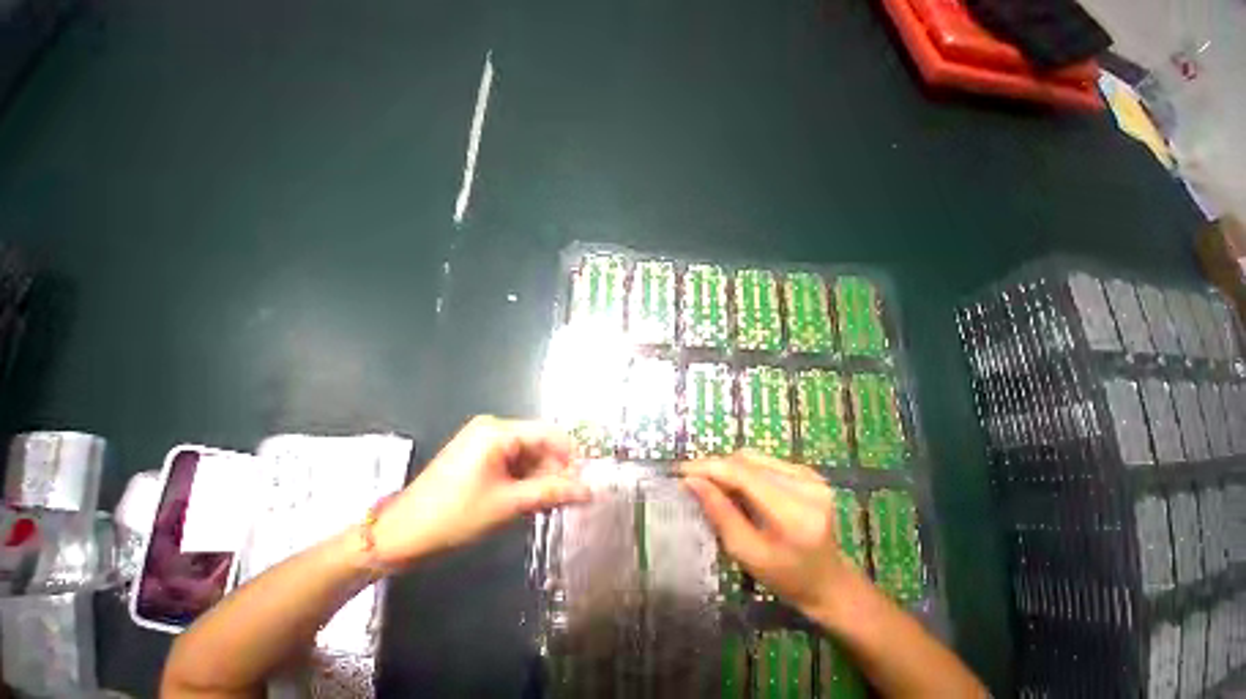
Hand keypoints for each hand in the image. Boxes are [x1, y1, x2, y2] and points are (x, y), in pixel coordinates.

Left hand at [371, 416, 590, 565]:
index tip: (587, 486)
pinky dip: (522, 483)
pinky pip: (509, 466)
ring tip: (546, 508)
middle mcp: (489, 430)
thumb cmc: (458, 515)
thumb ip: (552, 493)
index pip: (550, 434)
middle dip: (555, 472)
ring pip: (525, 458)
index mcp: (496, 432)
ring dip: (539, 481)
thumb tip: (589, 490)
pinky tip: (526, 505)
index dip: (572, 459)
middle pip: (538, 444)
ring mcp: (479, 445)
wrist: (411, 530)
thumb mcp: (509, 504)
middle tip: (569, 503)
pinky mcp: (474, 462)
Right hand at [681, 451, 858, 616]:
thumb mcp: (747, 553)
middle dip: (717, 468)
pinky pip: (771, 464)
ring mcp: (814, 477)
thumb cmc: (784, 577)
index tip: (680, 473)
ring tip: (711, 487)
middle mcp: (807, 485)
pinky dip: (749, 473)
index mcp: (793, 511)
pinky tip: (739, 491)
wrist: (826, 579)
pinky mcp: (813, 475)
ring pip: (760, 459)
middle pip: (751, 461)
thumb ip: (721, 515)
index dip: (709, 468)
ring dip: (731, 469)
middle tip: (691, 483)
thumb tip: (692, 482)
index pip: (745, 474)